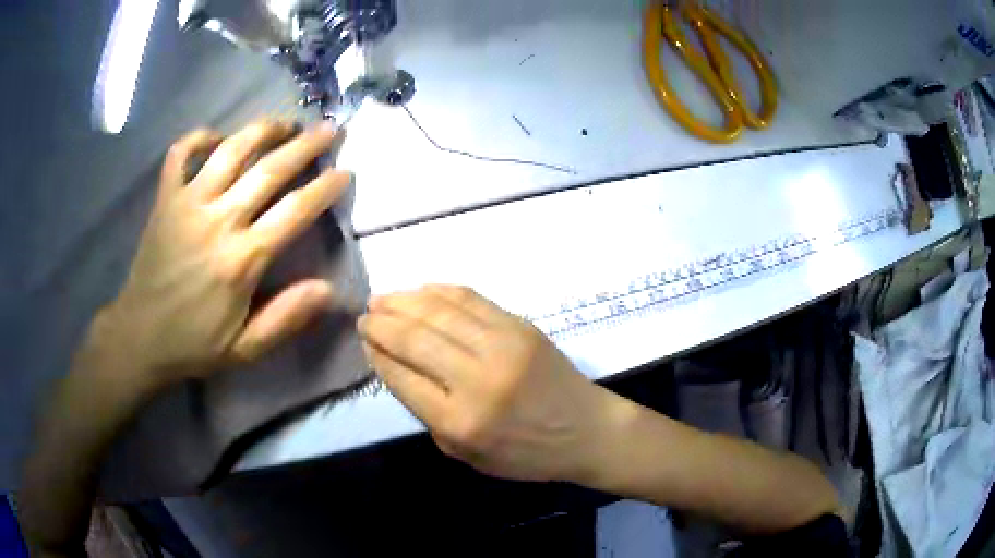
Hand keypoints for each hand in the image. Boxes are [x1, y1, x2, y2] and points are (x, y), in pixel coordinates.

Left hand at [105, 120, 349, 390]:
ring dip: (262, 130)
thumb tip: (328, 289)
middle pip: (269, 170)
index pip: (294, 211)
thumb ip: (285, 318)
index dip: (324, 188)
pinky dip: (200, 137)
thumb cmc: (194, 344)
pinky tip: (217, 137)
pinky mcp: (165, 198)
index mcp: (241, 260)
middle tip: (328, 129)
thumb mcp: (245, 349)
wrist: (139, 336)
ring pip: (230, 150)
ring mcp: (188, 203)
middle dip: (305, 145)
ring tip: (284, 122)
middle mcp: (218, 220)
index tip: (344, 172)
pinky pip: (181, 153)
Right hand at [358, 285, 620, 482]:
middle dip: (382, 323)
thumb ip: (428, 414)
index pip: (402, 377)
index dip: (377, 355)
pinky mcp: (520, 326)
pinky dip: (439, 291)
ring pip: (439, 311)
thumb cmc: (525, 454)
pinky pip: (470, 299)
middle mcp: (476, 380)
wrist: (585, 430)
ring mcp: (501, 346)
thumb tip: (396, 366)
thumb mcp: (465, 454)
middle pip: (414, 339)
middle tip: (365, 315)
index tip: (364, 341)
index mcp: (459, 421)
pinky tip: (421, 291)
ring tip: (383, 298)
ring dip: (403, 300)